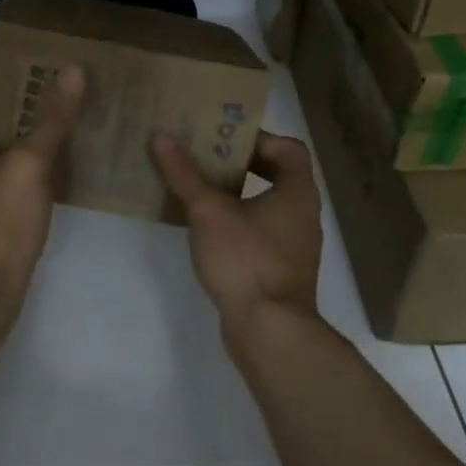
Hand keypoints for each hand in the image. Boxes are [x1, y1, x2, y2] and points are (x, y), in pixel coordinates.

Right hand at [151, 131, 323, 332]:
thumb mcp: (209, 211)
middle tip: (203, 159)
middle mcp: (302, 214)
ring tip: (197, 189)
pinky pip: (259, 233)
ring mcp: (293, 245)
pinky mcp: (279, 270)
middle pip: (275, 175)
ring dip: (234, 195)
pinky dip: (236, 223)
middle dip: (239, 165)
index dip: (259, 138)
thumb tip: (162, 136)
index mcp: (297, 192)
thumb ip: (185, 174)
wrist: (270, 330)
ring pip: (265, 206)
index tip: (224, 141)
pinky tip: (205, 229)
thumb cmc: (246, 259)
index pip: (289, 148)